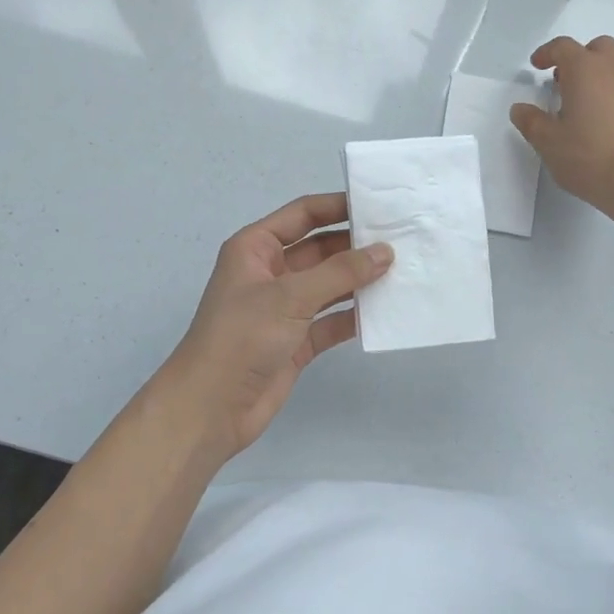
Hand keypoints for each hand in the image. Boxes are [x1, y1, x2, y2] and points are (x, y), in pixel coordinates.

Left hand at [154, 193, 391, 467]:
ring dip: (360, 281)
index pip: (303, 215)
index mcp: (256, 248)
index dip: (338, 207)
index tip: (379, 205)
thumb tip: (384, 252)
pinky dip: (355, 316)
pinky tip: (386, 311)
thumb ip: (340, 272)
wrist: (211, 408)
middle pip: (321, 249)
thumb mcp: (290, 296)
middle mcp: (270, 273)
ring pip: (330, 286)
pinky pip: (332, 320)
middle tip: (402, 241)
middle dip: (356, 246)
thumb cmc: (242, 337)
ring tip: (403, 272)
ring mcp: (284, 309)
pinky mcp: (297, 341)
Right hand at [511, 35, 613, 216]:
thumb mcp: (548, 144)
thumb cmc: (590, 158)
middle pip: (599, 48)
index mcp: (586, 71)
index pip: (563, 47)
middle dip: (580, 58)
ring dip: (601, 81)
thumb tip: (520, 108)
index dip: (546, 53)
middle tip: (564, 83)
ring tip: (586, 110)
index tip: (536, 66)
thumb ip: (531, 122)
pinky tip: (611, 131)